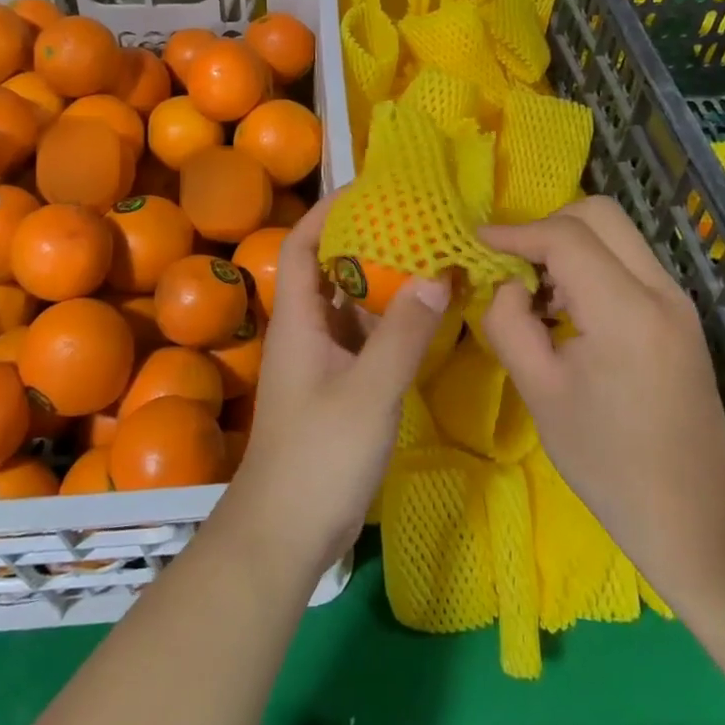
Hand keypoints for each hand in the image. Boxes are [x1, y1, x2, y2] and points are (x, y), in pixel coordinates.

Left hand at [219, 195, 450, 580]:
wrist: (285, 534)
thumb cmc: (318, 456)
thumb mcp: (368, 391)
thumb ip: (403, 333)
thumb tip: (438, 274)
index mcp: (298, 319)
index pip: (302, 245)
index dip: (328, 211)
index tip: (369, 189)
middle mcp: (307, 330)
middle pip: (331, 269)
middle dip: (367, 240)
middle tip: (415, 220)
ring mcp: (323, 360)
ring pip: (352, 304)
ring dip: (384, 281)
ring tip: (430, 256)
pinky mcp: (339, 387)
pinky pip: (366, 338)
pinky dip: (392, 321)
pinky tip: (428, 315)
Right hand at [479, 197, 724, 591]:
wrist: (695, 514)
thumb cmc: (607, 461)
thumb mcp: (539, 392)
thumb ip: (509, 323)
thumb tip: (505, 284)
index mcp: (626, 311)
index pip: (566, 237)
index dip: (515, 232)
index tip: (477, 242)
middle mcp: (660, 290)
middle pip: (599, 214)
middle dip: (546, 225)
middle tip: (511, 263)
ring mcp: (676, 299)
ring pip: (615, 233)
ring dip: (569, 244)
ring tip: (535, 291)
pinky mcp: (678, 313)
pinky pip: (627, 260)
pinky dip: (589, 264)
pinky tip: (566, 307)